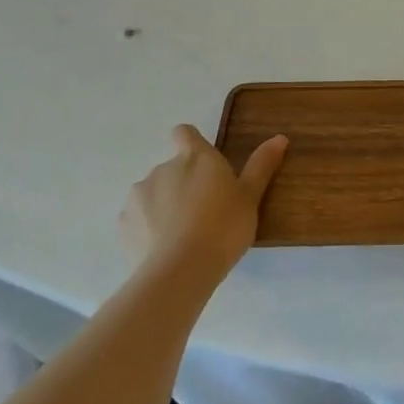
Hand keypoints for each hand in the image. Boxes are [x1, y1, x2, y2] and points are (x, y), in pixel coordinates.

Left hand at [124, 125, 287, 276]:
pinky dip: (147, 228)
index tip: (204, 166)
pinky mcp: (122, 223)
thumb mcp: (250, 197)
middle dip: (183, 183)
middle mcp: (163, 168)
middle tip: (204, 211)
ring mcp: (139, 195)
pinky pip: (137, 218)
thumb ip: (261, 165)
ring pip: (153, 193)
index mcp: (195, 157)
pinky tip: (163, 249)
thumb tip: (280, 137)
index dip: (191, 144)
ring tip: (183, 234)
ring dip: (164, 205)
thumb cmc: (223, 227)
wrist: (180, 270)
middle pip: (172, 167)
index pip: (184, 133)